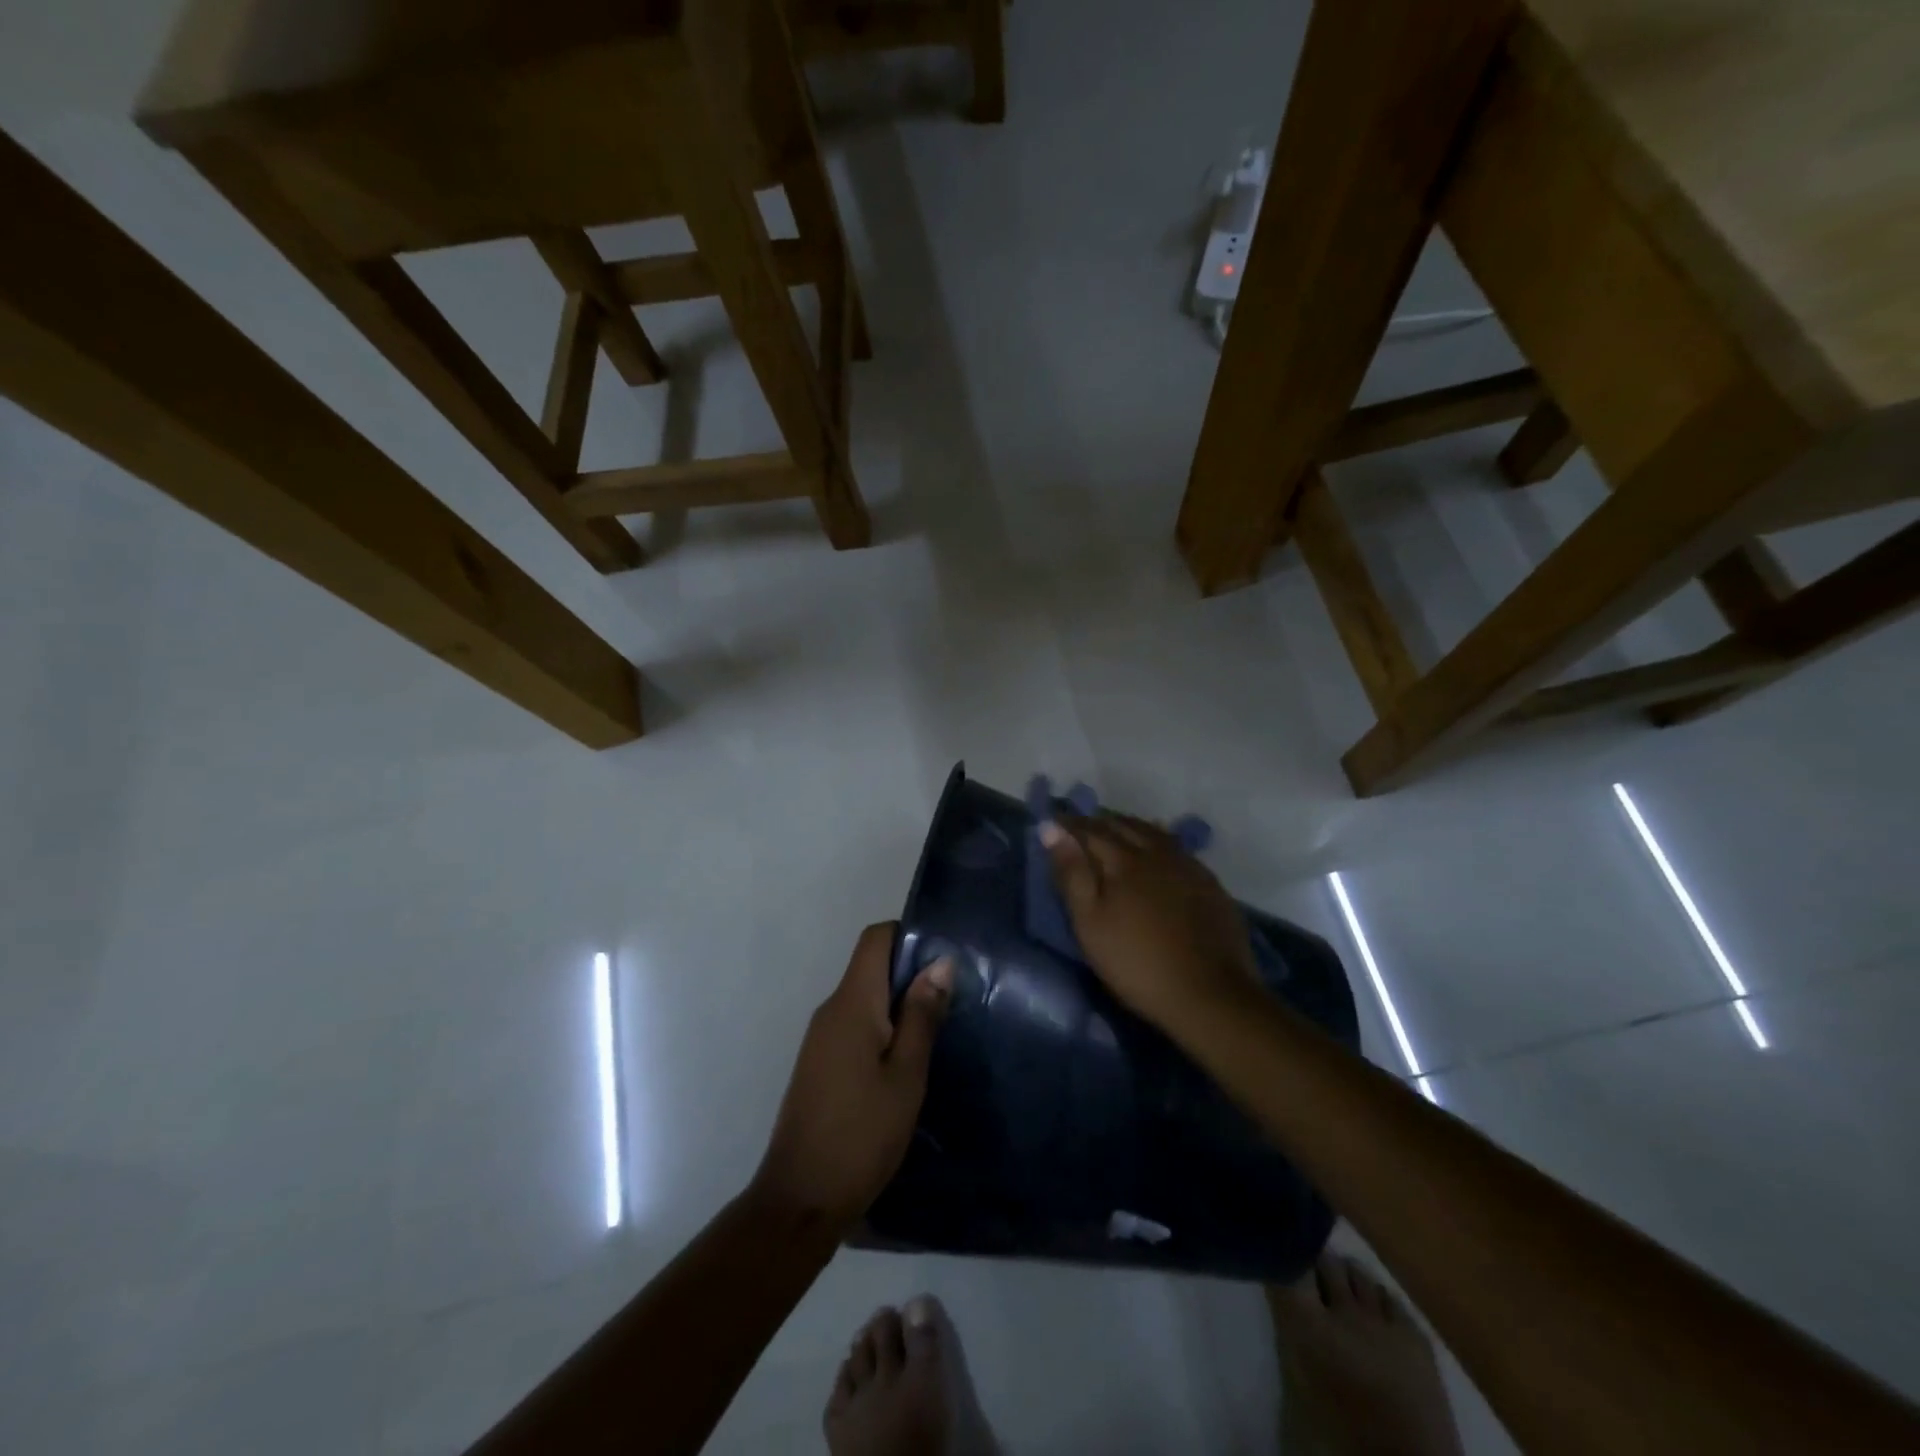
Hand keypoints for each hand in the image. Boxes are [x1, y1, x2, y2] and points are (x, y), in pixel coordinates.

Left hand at [753, 923, 952, 1233]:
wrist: (800, 1201)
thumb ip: (922, 1015)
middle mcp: (831, 1010)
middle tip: (955, 998)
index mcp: (852, 1003)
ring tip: (939, 1029)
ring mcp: (821, 1038)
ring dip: (900, 1004)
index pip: (875, 938)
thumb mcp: (906, 1075)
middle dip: (911, 973)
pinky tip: (908, 1060)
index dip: (909, 935)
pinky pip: (856, 1025)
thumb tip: (940, 962)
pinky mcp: (820, 1063)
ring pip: (865, 998)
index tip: (945, 958)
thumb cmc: (861, 1134)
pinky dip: (883, 1028)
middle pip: (871, 966)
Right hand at [1041, 812, 1258, 1030]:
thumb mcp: (1090, 923)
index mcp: (1123, 860)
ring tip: (1114, 830)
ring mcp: (1187, 865)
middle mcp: (1156, 852)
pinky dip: (1156, 840)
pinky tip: (1156, 851)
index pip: (1089, 830)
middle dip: (1098, 821)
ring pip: (1152, 832)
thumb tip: (1051, 829)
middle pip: (1122, 825)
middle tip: (1080, 825)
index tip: (1052, 821)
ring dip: (1128, 826)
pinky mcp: (1208, 882)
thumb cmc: (1136, 962)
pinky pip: (1175, 847)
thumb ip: (1071, 873)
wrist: (1209, 994)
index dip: (1068, 824)